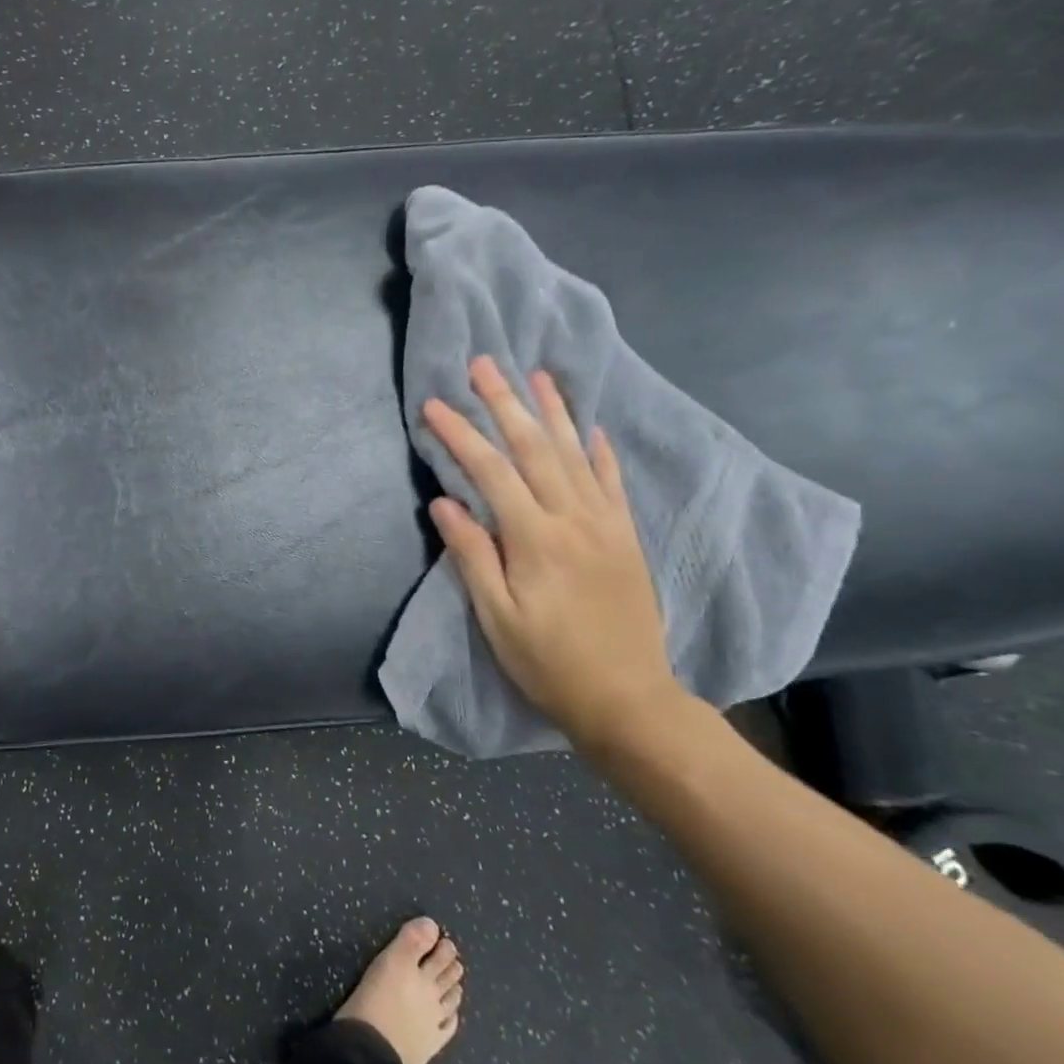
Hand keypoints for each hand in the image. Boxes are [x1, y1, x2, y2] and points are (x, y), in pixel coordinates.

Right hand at [422, 357, 679, 749]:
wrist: (628, 699)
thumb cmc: (548, 662)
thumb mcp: (497, 617)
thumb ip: (472, 554)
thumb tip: (444, 502)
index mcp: (537, 539)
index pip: (492, 472)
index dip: (462, 435)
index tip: (436, 404)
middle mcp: (575, 519)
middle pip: (535, 449)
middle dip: (505, 403)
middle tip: (484, 364)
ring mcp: (606, 525)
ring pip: (576, 454)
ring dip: (553, 411)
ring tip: (535, 375)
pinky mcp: (625, 537)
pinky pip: (612, 482)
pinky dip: (599, 450)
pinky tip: (590, 426)